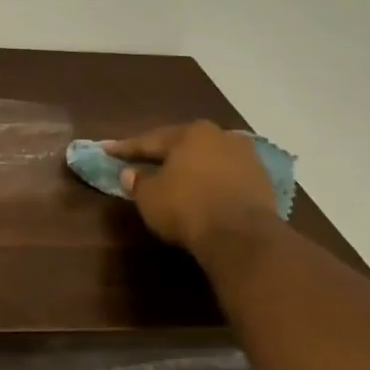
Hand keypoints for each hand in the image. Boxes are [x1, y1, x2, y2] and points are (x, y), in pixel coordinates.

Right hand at [103, 121, 277, 256]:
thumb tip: (130, 173)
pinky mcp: (262, 181)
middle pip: (183, 145)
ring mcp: (246, 158)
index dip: (125, 148)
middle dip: (162, 154)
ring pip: (207, 159)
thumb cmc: (186, 207)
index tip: (107, 149)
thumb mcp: (149, 196)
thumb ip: (137, 181)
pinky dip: (210, 182)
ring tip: (173, 177)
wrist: (241, 236)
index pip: (150, 140)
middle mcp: (221, 136)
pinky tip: (200, 191)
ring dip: (190, 167)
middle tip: (142, 160)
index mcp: (190, 133)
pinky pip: (226, 176)